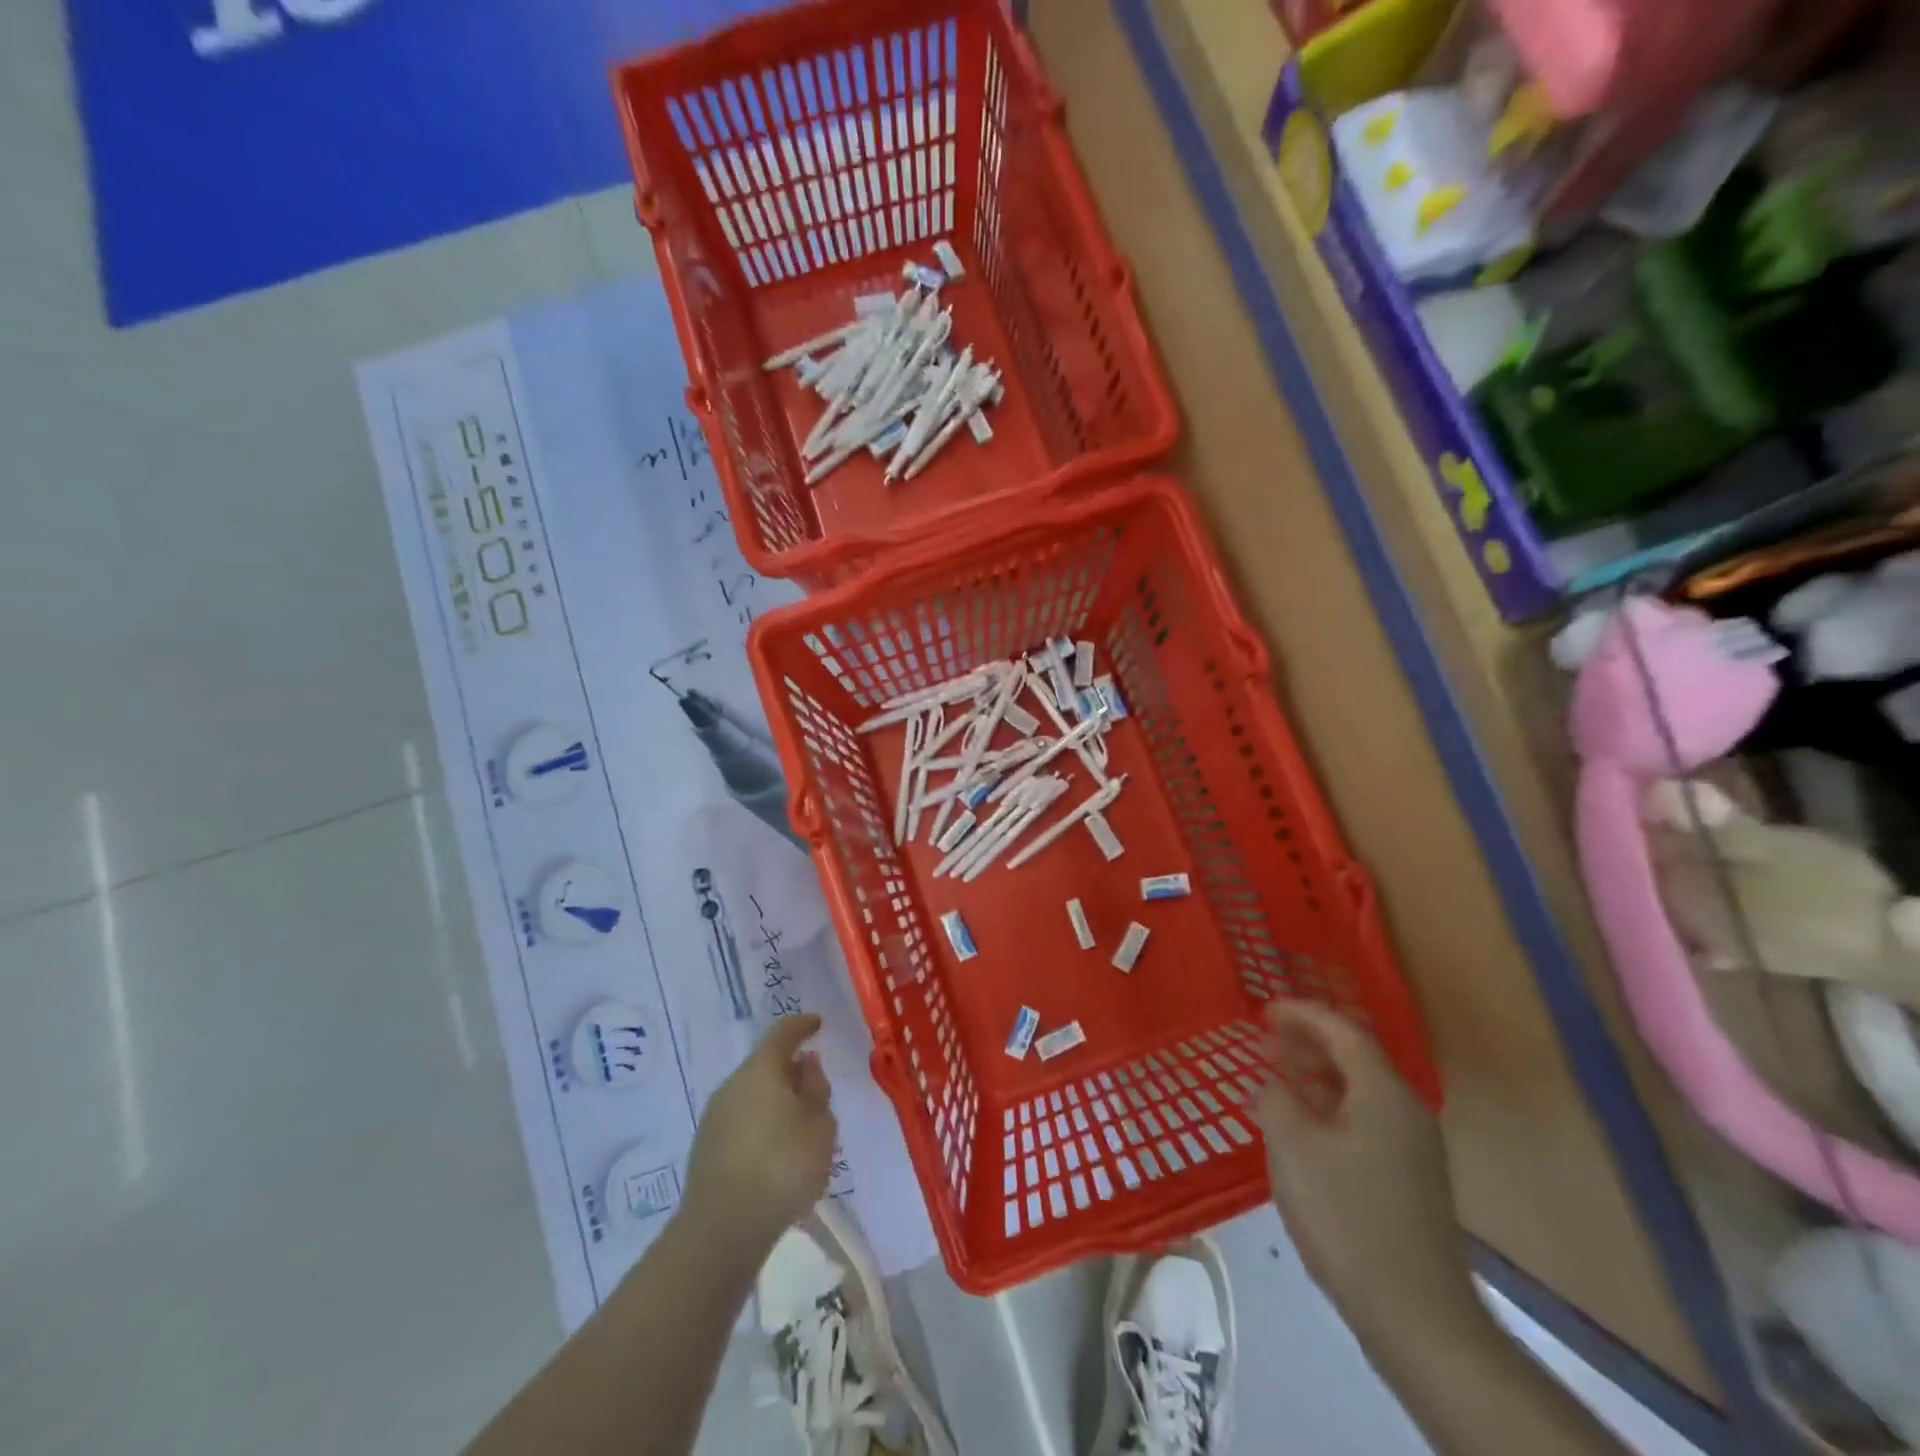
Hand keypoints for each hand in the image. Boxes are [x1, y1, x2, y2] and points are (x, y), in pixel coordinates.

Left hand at [684, 1015, 837, 1259]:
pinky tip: (776, 1154)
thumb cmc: (782, 1166)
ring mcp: (715, 1117)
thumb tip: (806, 1066)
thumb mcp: (820, 1126)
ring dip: (776, 1103)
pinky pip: (742, 1122)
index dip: (803, 1025)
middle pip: (766, 1066)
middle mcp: (733, 1084)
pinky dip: (762, 1127)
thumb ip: (817, 1090)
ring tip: (800, 1129)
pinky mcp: (705, 1149)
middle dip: (791, 1073)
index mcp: (762, 1069)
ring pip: (753, 1096)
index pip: (784, 1033)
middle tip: (816, 1091)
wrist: (722, 1230)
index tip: (817, 1024)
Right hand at [1251, 1000, 1476, 1344]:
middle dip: (1309, 1042)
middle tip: (1266, 1038)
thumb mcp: (1293, 1148)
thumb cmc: (1348, 1217)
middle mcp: (1406, 1110)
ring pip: (1360, 1091)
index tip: (1265, 1008)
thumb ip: (1275, 1100)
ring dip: (1318, 1076)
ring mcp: (1413, 1149)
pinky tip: (1304, 1129)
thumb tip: (1273, 1086)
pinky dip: (1330, 1108)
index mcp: (1383, 1092)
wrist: (1418, 1317)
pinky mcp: (1410, 1181)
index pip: (1343, 1031)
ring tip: (1278, 1076)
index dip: (1302, 1013)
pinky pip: (1365, 1120)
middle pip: (1356, 1057)